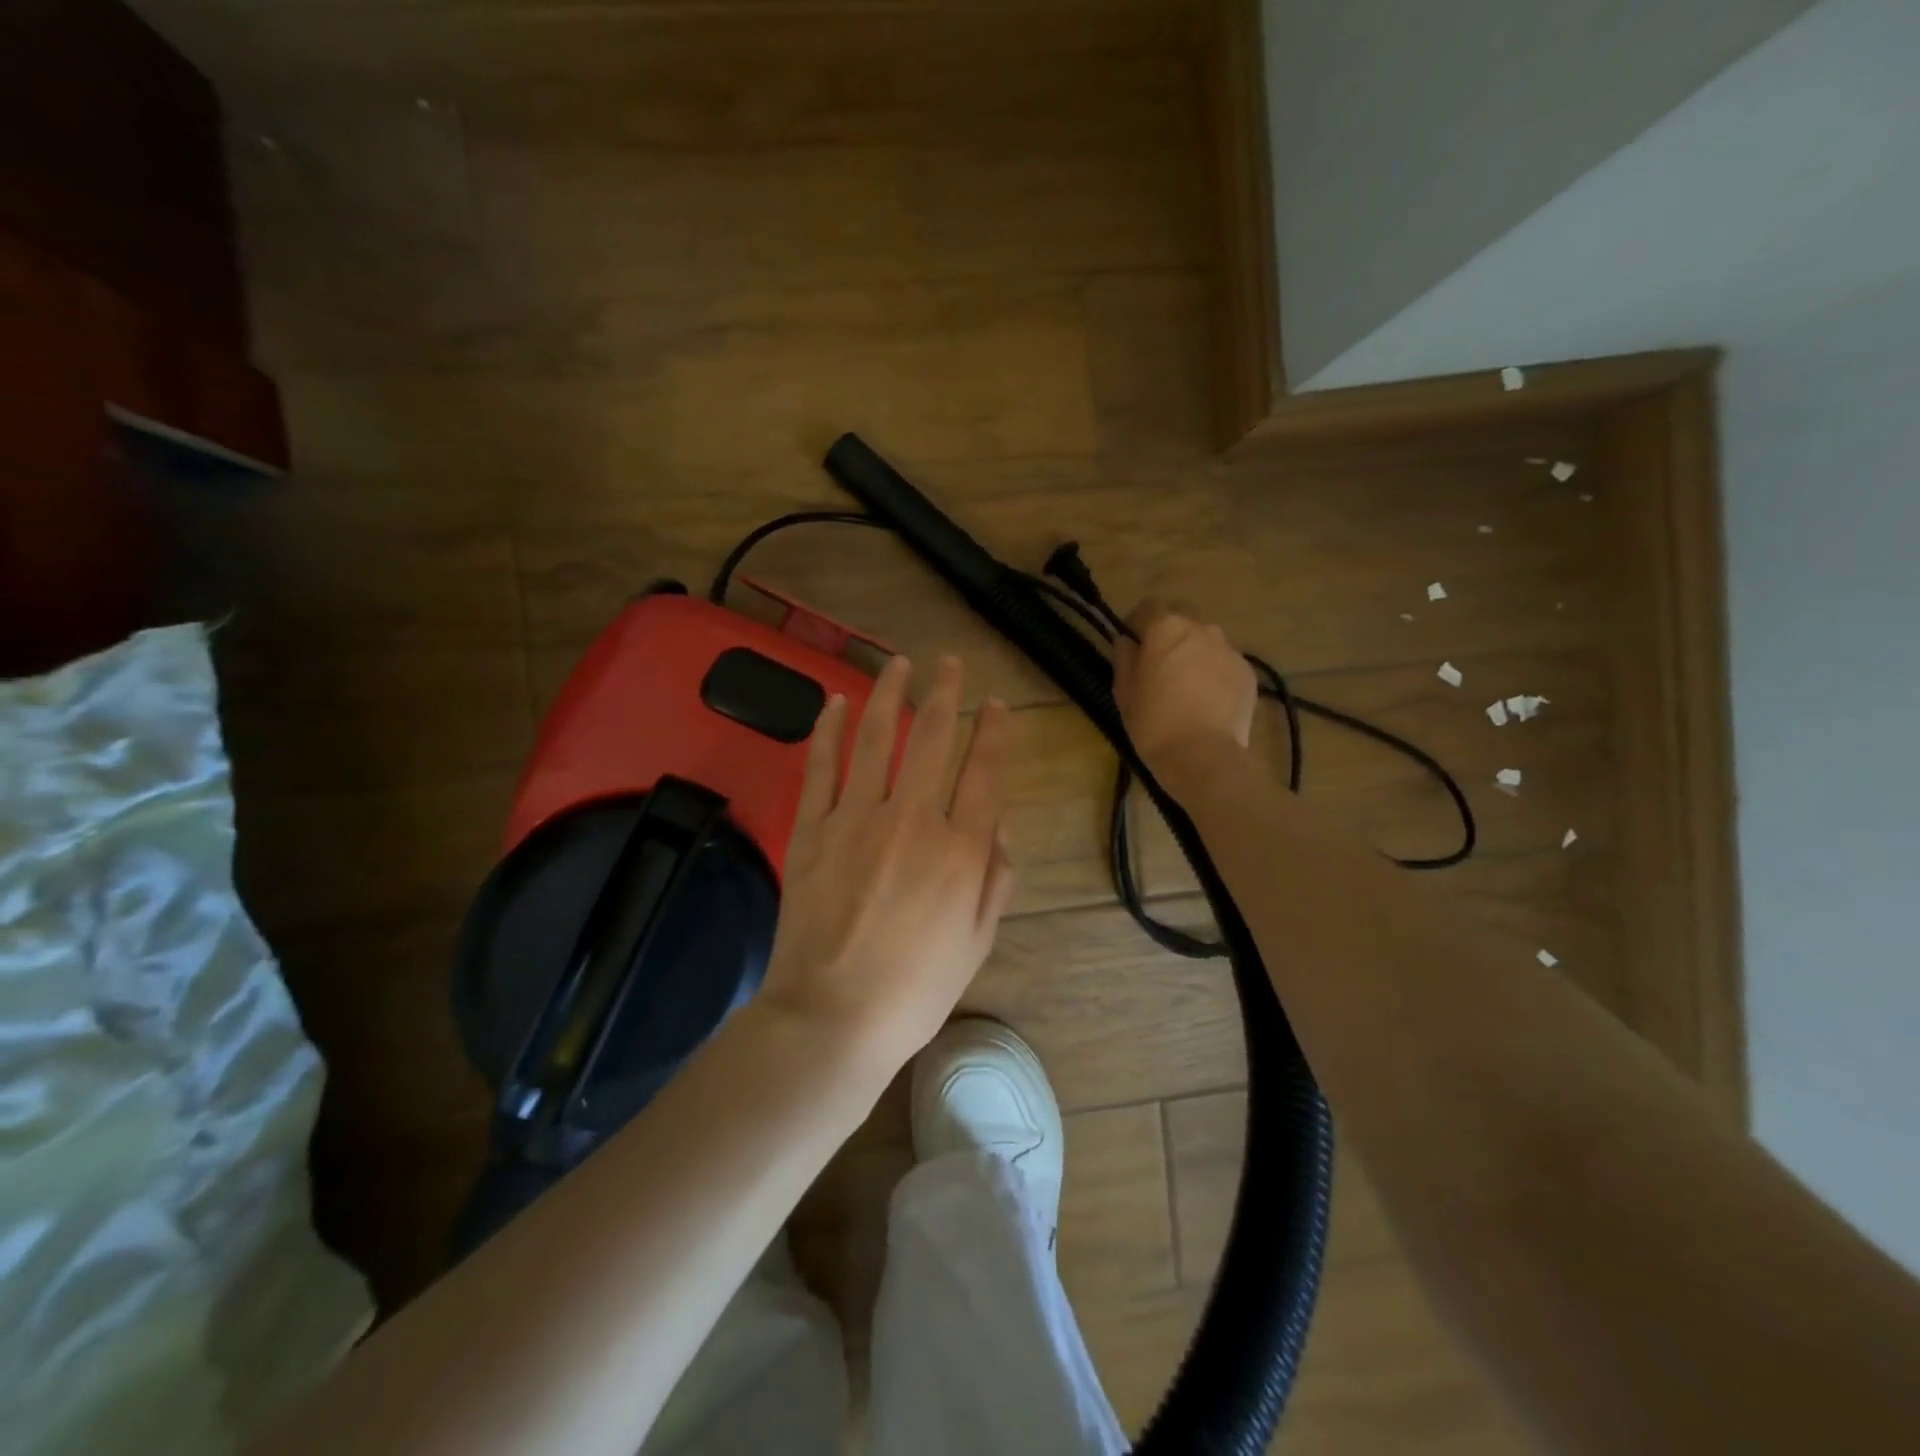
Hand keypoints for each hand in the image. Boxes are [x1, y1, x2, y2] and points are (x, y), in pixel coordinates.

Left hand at [759, 654, 1014, 1074]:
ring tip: (899, 664)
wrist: (833, 1017)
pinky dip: (827, 731)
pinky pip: (821, 768)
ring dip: (889, 695)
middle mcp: (913, 820)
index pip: (983, 772)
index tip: (995, 703)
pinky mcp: (813, 830)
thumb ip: (995, 880)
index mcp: (961, 850)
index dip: (993, 731)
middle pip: (932, 740)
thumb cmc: (915, 989)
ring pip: (875, 739)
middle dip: (945, 694)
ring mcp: (857, 820)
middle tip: (949, 663)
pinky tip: (835, 703)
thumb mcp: (976, 943)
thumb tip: (998, 830)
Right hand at [1113, 599, 1256, 778]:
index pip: (1148, 607)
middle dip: (1170, 635)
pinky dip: (1215, 674)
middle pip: (1181, 619)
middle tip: (1162, 666)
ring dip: (1195, 654)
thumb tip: (1127, 641)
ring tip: (1188, 687)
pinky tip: (1208, 701)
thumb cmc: (1153, 722)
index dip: (1138, 623)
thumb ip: (1125, 658)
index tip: (1133, 644)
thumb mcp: (1124, 691)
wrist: (1202, 755)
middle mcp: (1200, 628)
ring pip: (1206, 641)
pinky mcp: (1247, 671)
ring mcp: (1228, 649)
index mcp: (1165, 628)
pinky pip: (1225, 663)